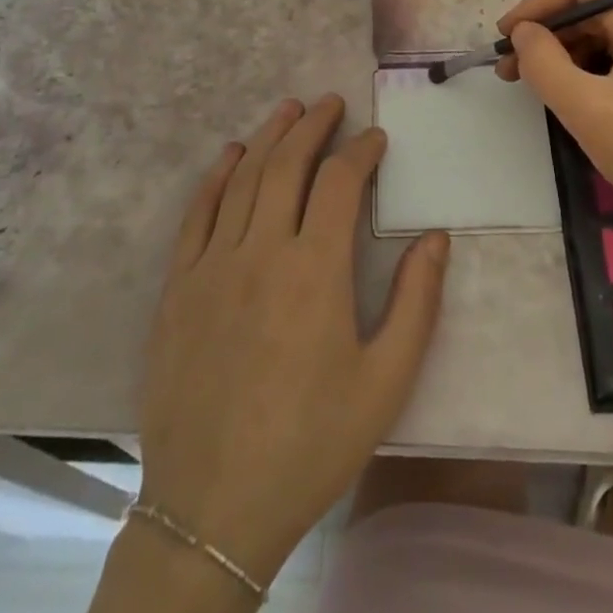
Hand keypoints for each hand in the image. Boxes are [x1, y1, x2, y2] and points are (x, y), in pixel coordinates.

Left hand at [136, 95, 449, 585]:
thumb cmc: (311, 443)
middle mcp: (261, 250)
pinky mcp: (178, 287)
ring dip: (269, 137)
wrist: (213, 508)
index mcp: (315, 270)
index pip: (339, 182)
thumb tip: (435, 236)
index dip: (360, 151)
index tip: (376, 138)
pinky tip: (231, 156)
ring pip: (243, 178)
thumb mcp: (385, 382)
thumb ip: (416, 302)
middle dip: (312, 126)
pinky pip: (197, 214)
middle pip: (287, 164)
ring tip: (289, 109)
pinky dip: (217, 177)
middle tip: (331, 103)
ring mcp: (213, 265)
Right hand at [495, 0, 612, 244]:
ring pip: (605, 36)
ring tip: (536, 87)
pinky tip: (572, 98)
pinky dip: (589, 71)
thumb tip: (523, 33)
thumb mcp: (584, 107)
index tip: (504, 37)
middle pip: (592, 8)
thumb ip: (542, 62)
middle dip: (548, 34)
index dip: (536, 4)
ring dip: (565, 55)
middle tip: (510, 70)